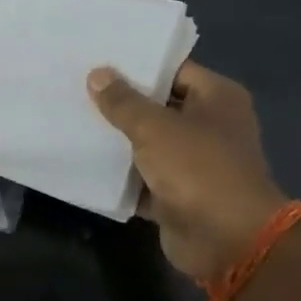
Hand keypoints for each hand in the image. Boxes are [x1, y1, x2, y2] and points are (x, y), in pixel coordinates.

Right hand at [87, 61, 289, 283]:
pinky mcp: (177, 194)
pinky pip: (142, 177)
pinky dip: (119, 174)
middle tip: (77, 86)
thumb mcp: (155, 128)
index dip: (137, 65)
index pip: (173, 70)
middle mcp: (209, 126)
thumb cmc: (199, 170)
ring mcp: (194, 162)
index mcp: (217, 98)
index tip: (98, 58)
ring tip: (72, 117)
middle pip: (158, 106)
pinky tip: (83, 160)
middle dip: (120, 101)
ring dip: (116, 138)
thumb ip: (123, 102)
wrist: (228, 242)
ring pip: (147, 143)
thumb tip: (97, 74)